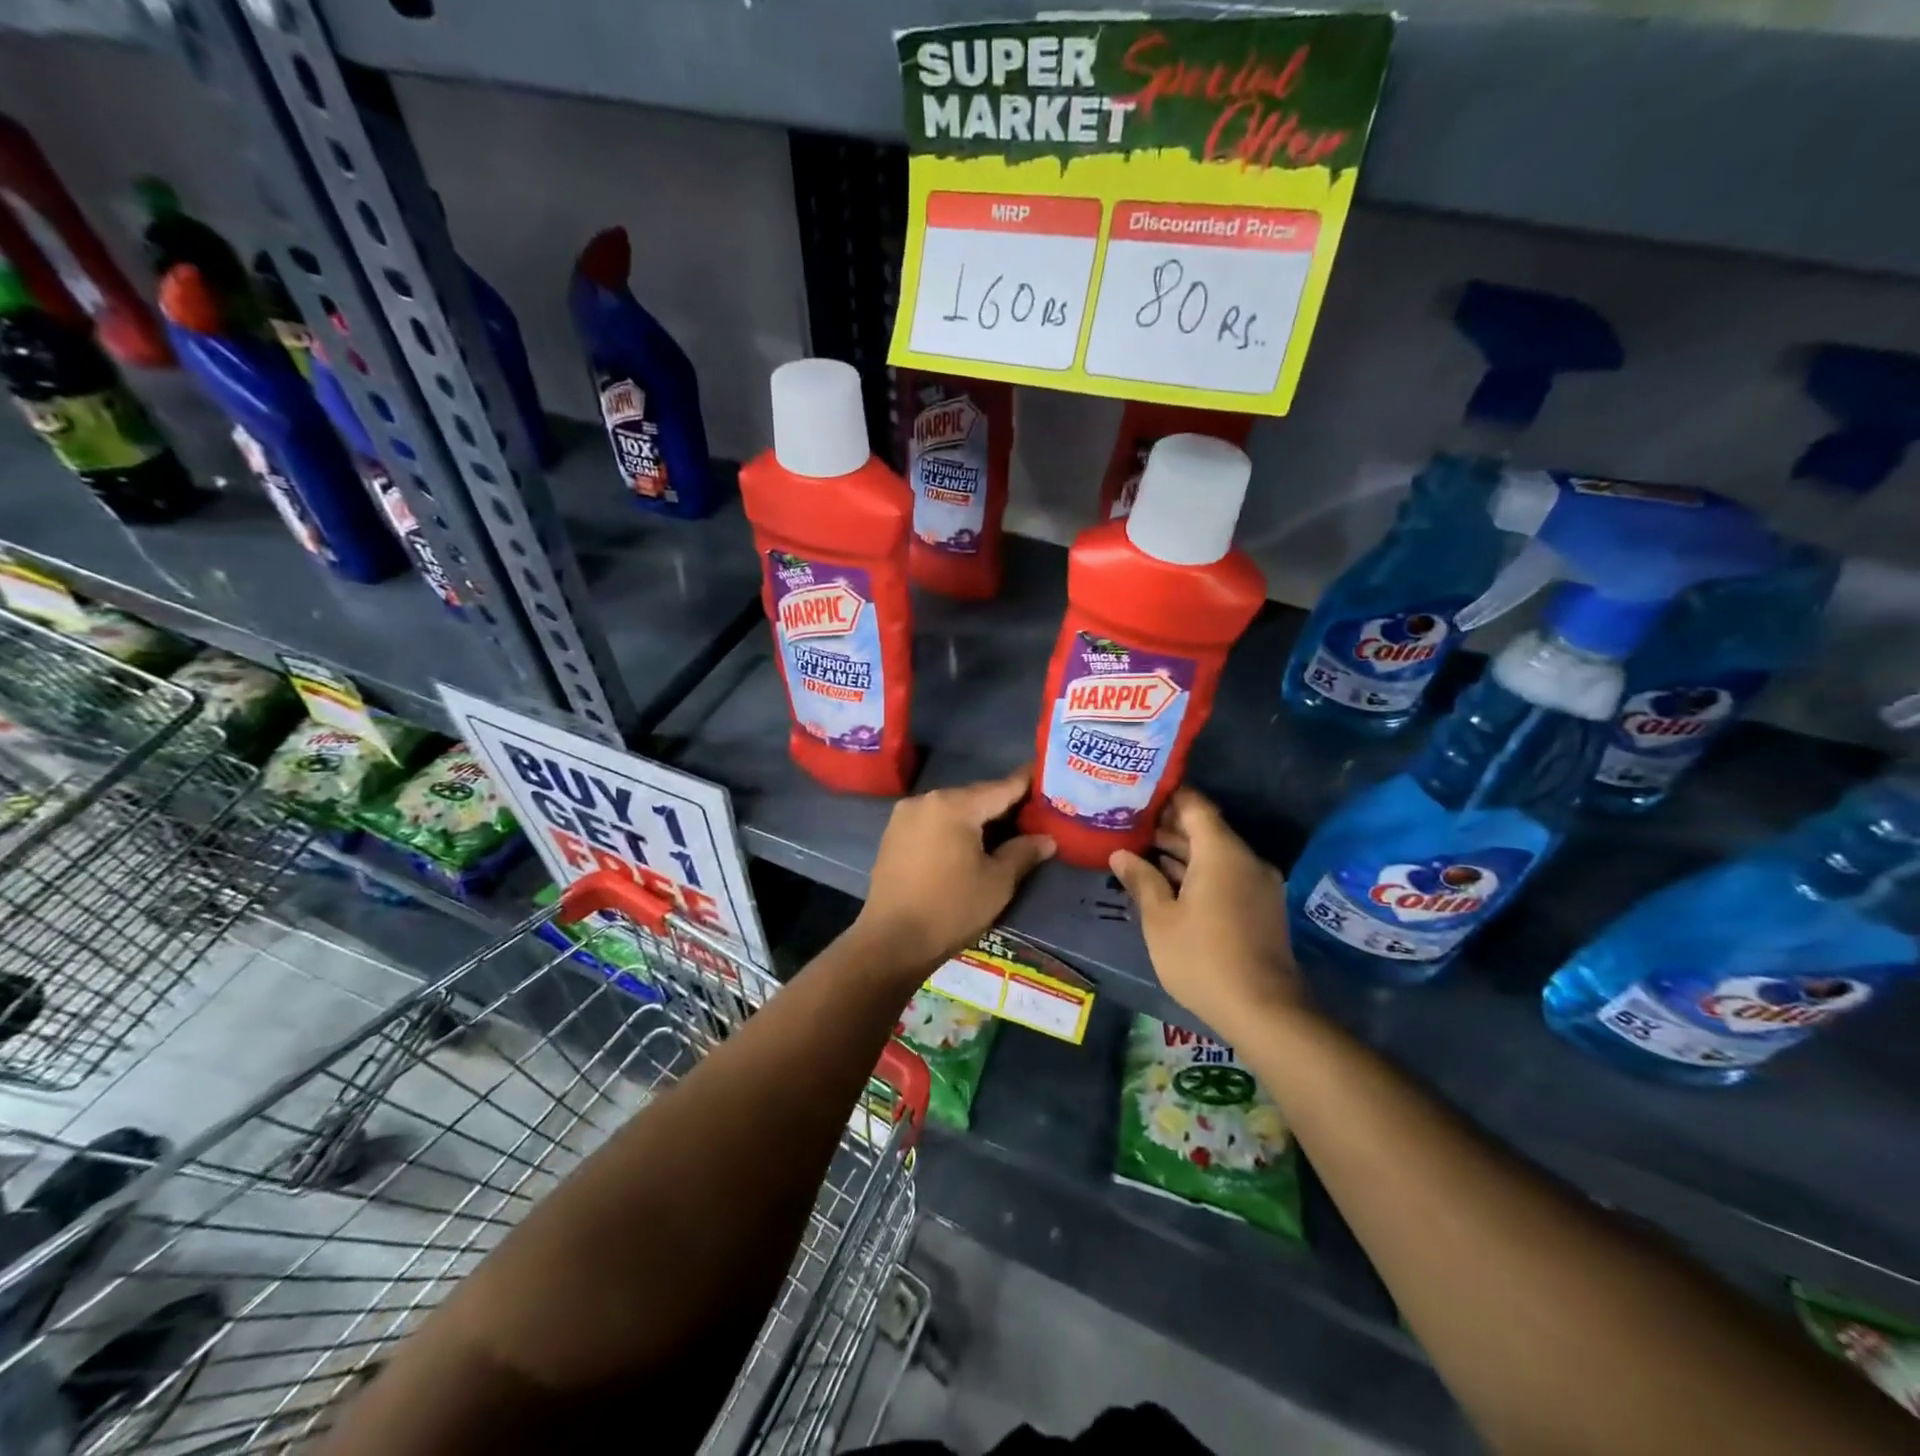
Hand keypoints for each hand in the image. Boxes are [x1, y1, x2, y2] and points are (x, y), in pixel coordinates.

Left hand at [854, 768, 1054, 970]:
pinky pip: (932, 823)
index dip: (1027, 783)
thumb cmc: (951, 909)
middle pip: (974, 796)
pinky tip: (968, 845)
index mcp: (954, 805)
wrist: (891, 942)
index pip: (1001, 788)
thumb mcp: (997, 882)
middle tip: (1032, 814)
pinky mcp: (892, 835)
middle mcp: (926, 800)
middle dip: (1002, 805)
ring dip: (976, 818)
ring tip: (1004, 832)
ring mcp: (904, 816)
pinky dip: (953, 829)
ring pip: (952, 809)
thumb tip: (1047, 839)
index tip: (1046, 774)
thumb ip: (1023, 853)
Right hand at [1109, 788, 1305, 1031]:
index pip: (1195, 806)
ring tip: (1141, 853)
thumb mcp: (1160, 919)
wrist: (1264, 1011)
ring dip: (1182, 853)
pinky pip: (1226, 875)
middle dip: (1168, 827)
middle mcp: (1245, 860)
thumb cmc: (1202, 958)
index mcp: (1221, 853)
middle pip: (1206, 829)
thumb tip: (1120, 854)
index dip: (1168, 796)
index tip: (1138, 794)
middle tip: (1129, 826)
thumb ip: (1141, 880)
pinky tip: (1168, 883)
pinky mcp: (1261, 907)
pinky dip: (1199, 873)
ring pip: (1216, 855)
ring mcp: (1258, 884)